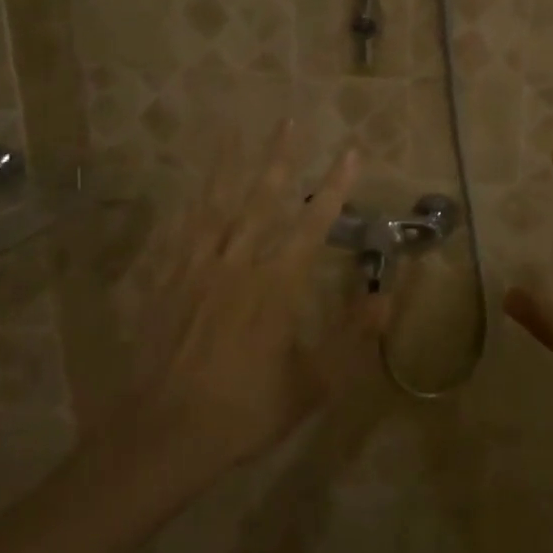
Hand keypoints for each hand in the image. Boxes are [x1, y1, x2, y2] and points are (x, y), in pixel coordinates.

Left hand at [117, 120, 365, 470]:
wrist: (164, 435)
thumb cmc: (245, 411)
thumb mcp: (313, 385)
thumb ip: (352, 338)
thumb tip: (387, 298)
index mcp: (277, 286)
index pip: (315, 224)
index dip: (336, 186)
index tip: (351, 151)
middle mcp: (239, 263)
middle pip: (263, 198)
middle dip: (280, 157)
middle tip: (288, 118)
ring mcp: (198, 268)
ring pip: (217, 204)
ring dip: (230, 164)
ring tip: (234, 127)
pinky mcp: (167, 280)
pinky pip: (181, 230)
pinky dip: (189, 201)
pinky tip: (191, 183)